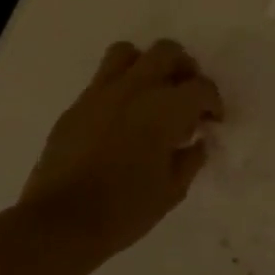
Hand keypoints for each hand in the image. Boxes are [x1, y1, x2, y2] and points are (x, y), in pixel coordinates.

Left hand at [19, 39, 223, 264]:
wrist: (62, 221)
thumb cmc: (126, 210)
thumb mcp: (172, 191)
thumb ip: (190, 159)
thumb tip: (198, 141)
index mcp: (165, 109)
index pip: (201, 87)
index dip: (213, 102)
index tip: (212, 121)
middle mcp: (135, 89)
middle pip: (167, 52)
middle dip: (184, 68)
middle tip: (186, 96)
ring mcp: (101, 93)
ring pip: (128, 53)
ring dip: (146, 65)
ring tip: (152, 94)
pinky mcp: (77, 105)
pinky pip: (103, 80)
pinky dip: (120, 88)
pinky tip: (122, 119)